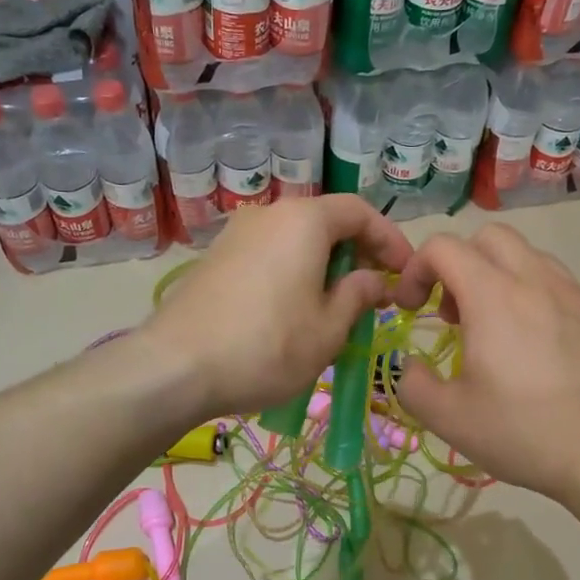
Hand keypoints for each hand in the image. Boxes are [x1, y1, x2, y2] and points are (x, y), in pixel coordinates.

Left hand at [140, 195, 411, 418]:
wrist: (175, 367)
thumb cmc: (267, 347)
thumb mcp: (328, 330)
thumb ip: (358, 296)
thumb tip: (373, 280)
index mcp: (304, 221)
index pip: (360, 212)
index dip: (390, 239)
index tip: (405, 273)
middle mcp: (269, 214)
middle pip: (326, 221)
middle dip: (357, 253)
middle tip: (375, 292)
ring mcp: (236, 234)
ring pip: (295, 239)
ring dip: (325, 265)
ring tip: (337, 305)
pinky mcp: (215, 258)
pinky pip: (269, 254)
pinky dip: (294, 271)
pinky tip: (295, 309)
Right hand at [391, 225, 579, 506]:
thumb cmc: (523, 431)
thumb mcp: (448, 417)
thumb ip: (412, 383)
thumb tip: (410, 366)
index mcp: (492, 295)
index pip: (443, 246)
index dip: (416, 269)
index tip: (411, 309)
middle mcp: (537, 281)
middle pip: (490, 237)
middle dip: (461, 263)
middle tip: (454, 313)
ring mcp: (578, 297)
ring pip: (532, 258)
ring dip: (502, 279)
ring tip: (498, 330)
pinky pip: (565, 291)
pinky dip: (540, 304)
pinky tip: (544, 353)